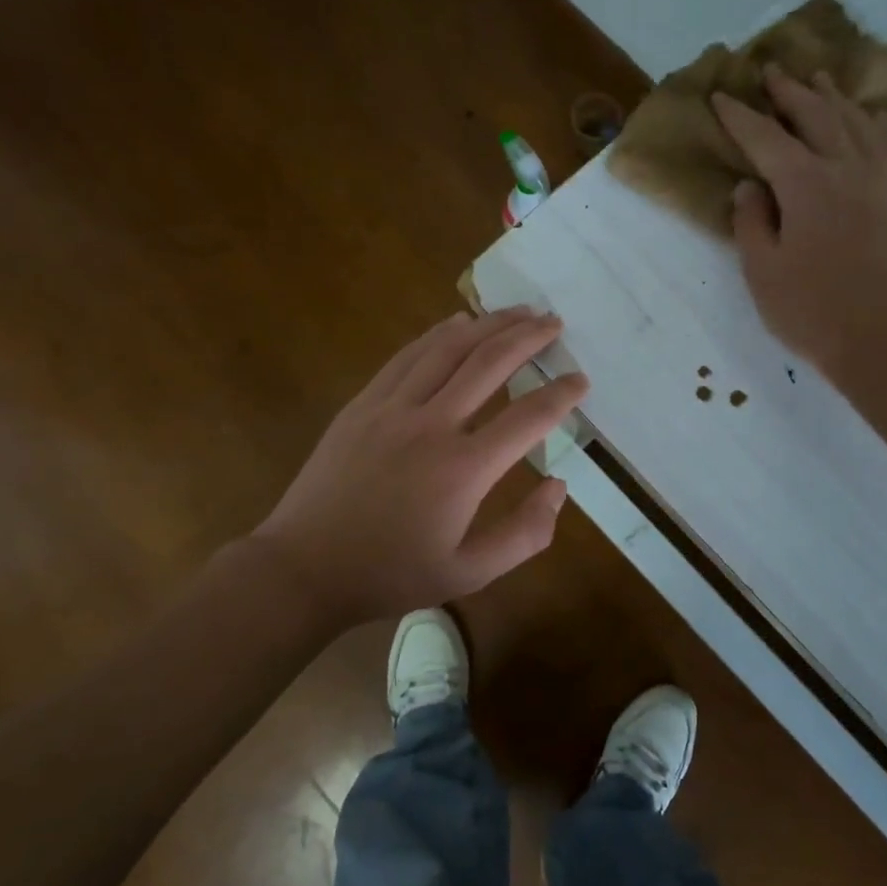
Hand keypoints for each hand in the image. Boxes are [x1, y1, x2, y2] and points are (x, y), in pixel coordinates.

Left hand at [253, 308, 588, 623]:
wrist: (305, 567)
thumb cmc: (391, 573)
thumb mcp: (470, 573)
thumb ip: (525, 534)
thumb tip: (558, 487)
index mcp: (463, 469)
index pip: (528, 417)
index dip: (561, 394)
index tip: (581, 379)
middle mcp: (431, 425)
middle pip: (489, 363)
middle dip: (528, 337)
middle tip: (554, 322)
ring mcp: (392, 408)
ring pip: (448, 348)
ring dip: (488, 324)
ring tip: (518, 311)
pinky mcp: (363, 404)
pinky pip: (408, 357)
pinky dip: (438, 334)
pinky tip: (457, 323)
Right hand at [711, 67, 886, 385]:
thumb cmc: (813, 312)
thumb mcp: (762, 272)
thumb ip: (751, 223)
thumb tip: (750, 188)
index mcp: (806, 184)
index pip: (765, 138)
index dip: (739, 117)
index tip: (720, 96)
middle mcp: (847, 168)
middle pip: (816, 115)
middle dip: (789, 91)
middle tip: (771, 70)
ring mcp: (881, 181)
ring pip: (857, 122)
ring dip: (832, 98)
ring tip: (817, 80)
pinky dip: (876, 124)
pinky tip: (871, 120)